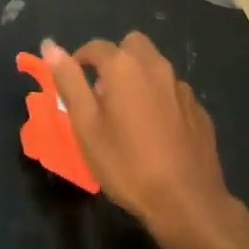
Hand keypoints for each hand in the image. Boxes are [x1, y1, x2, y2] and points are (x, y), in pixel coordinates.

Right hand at [42, 33, 229, 242]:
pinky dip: (161, 100)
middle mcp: (155, 66)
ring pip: (155, 67)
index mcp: (123, 66)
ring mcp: (181, 87)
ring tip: (130, 115)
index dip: (80, 60)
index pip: (95, 47)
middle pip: (132, 45)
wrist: (187, 203)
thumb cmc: (127, 164)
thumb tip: (50, 45)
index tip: (73, 83)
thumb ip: (69, 81)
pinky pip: (173, 92)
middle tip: (104, 93)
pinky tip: (158, 132)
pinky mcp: (199, 110)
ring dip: (140, 78)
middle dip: (116, 59)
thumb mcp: (86, 126)